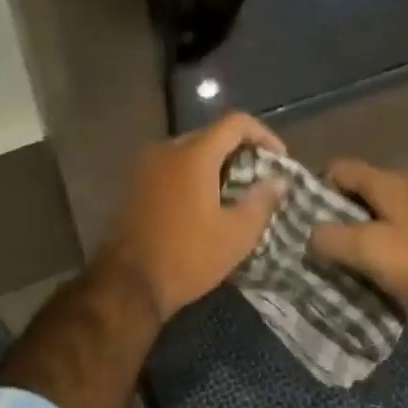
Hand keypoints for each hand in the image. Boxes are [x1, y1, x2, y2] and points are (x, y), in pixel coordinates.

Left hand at [99, 113, 288, 320]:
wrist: (128, 284)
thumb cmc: (188, 256)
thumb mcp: (236, 234)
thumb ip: (261, 201)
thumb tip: (278, 181)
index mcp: (193, 155)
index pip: (235, 123)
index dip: (263, 134)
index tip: (279, 160)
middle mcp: (167, 151)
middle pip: (212, 135)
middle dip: (241, 151)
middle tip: (261, 177)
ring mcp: (147, 167)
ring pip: (192, 151)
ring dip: (218, 164)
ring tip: (238, 192)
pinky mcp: (137, 185)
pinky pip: (174, 167)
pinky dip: (196, 175)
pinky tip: (208, 202)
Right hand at [308, 159, 407, 325]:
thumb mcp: (365, 249)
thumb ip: (329, 238)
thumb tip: (311, 236)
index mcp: (385, 182)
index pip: (338, 167)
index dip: (317, 188)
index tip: (306, 219)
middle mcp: (402, 188)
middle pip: (356, 191)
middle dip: (334, 215)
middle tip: (320, 244)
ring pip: (374, 213)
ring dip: (356, 233)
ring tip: (342, 260)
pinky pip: (393, 231)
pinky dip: (379, 245)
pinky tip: (374, 270)